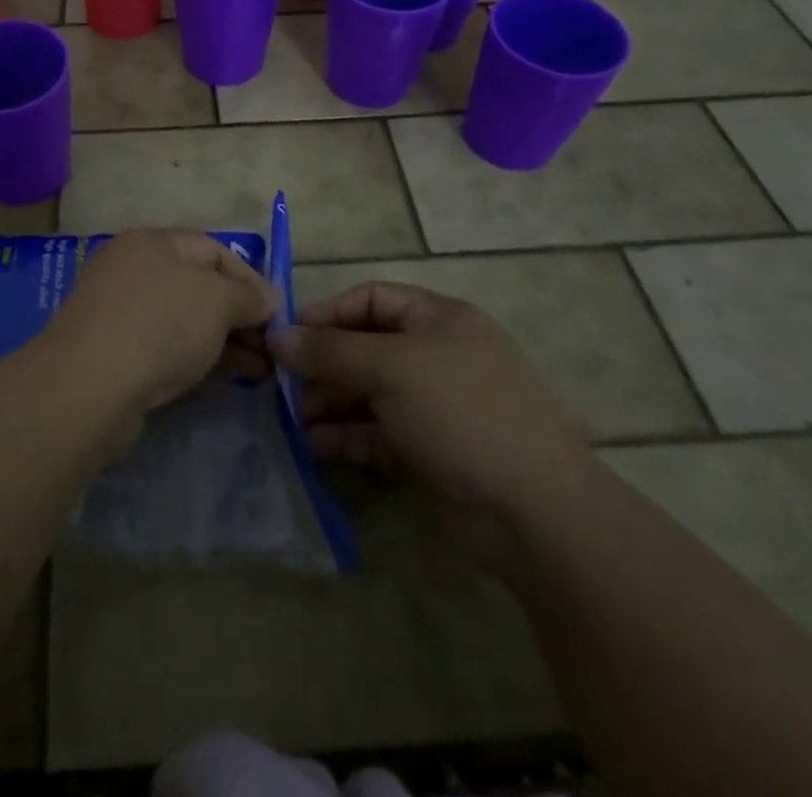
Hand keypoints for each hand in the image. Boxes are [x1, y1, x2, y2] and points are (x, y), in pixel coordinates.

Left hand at [43, 228, 277, 419]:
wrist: (90, 386)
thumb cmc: (160, 324)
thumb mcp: (217, 301)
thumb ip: (247, 296)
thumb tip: (269, 298)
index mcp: (153, 243)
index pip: (213, 250)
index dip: (250, 278)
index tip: (277, 312)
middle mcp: (134, 272)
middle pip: (199, 288)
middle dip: (240, 318)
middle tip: (273, 349)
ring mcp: (122, 315)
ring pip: (185, 323)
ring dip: (225, 345)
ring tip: (263, 373)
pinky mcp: (116, 357)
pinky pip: (167, 351)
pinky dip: (199, 363)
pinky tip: (229, 384)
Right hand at [270, 282, 592, 520]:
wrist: (534, 511)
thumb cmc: (462, 412)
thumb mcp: (392, 368)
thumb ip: (330, 351)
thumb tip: (277, 336)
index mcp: (439, 319)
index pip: (373, 299)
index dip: (329, 312)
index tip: (288, 335)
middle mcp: (435, 356)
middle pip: (366, 347)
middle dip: (323, 363)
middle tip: (280, 383)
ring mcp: (433, 406)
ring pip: (367, 392)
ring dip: (328, 401)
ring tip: (290, 418)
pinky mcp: (428, 451)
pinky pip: (376, 432)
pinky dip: (345, 435)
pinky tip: (312, 445)